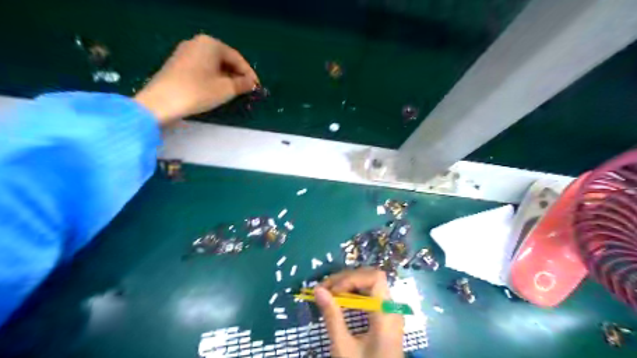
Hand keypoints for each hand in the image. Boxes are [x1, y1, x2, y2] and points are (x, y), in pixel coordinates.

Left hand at [135, 34, 258, 124]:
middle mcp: (197, 43)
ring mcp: (185, 52)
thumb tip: (252, 83)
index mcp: (211, 44)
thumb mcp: (226, 89)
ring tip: (234, 92)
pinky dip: (213, 77)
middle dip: (237, 75)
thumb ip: (243, 84)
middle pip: (225, 59)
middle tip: (246, 90)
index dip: (249, 74)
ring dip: (226, 77)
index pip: (237, 58)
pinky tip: (217, 90)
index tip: (257, 87)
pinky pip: (202, 68)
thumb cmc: (198, 91)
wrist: (161, 101)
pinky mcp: (177, 63)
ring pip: (213, 64)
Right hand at [312, 268, 401, 357]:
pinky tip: (340, 300)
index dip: (353, 278)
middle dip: (346, 279)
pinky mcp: (386, 318)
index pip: (375, 278)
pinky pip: (371, 296)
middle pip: (371, 278)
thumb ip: (332, 317)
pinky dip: (354, 294)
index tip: (333, 290)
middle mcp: (391, 309)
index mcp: (386, 315)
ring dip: (349, 285)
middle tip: (324, 289)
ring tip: (329, 293)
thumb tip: (318, 290)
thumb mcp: (343, 348)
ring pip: (371, 285)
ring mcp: (390, 312)